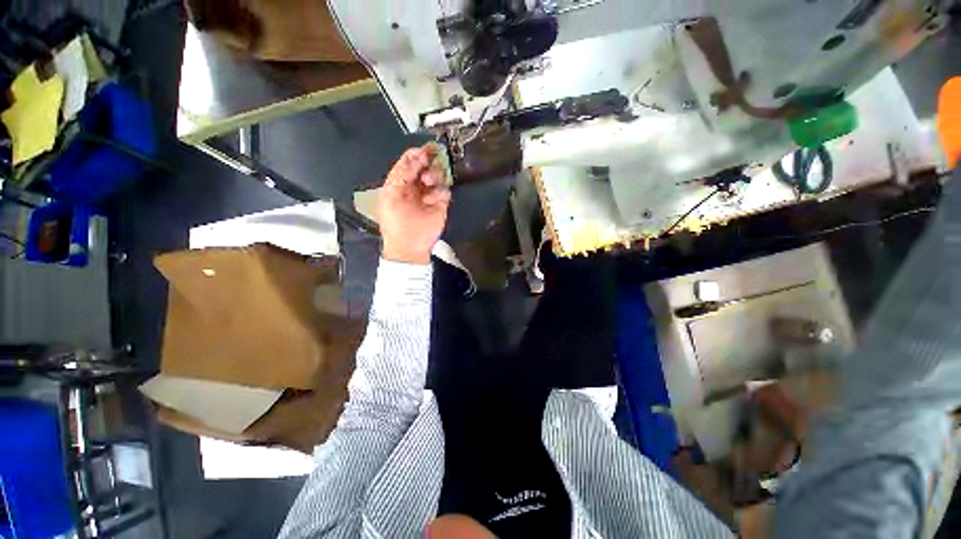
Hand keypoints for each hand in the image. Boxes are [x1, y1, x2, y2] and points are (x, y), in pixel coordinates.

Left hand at [378, 145, 451, 264]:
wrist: (409, 245)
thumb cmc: (395, 221)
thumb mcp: (391, 195)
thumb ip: (402, 173)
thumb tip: (417, 157)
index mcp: (400, 181)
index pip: (409, 161)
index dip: (417, 154)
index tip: (424, 152)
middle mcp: (415, 185)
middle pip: (426, 165)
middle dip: (428, 163)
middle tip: (427, 163)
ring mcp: (429, 194)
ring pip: (437, 175)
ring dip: (434, 175)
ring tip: (428, 182)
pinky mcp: (441, 204)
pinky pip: (444, 190)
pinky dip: (439, 192)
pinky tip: (432, 201)